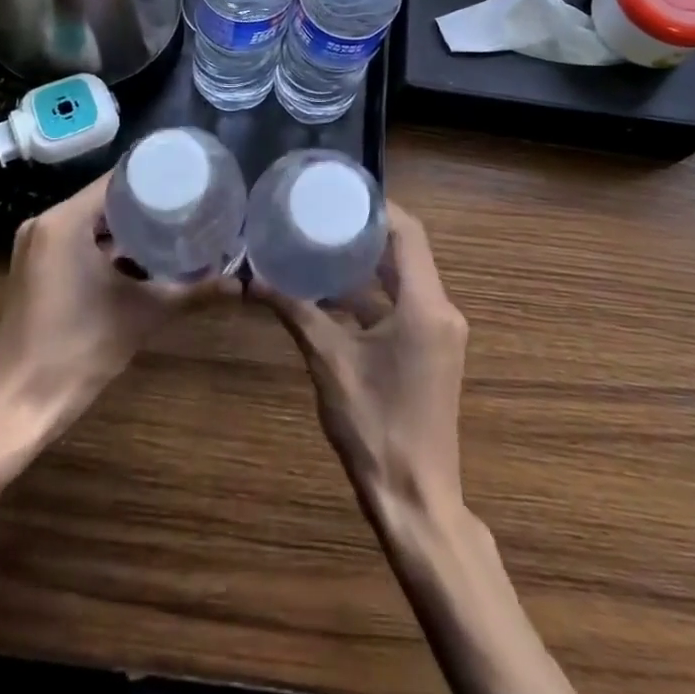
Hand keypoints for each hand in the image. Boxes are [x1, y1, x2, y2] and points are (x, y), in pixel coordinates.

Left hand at [0, 174, 227, 430]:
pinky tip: (141, 258)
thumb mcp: (142, 315)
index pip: (115, 181)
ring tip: (172, 226)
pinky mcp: (34, 270)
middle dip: (145, 203)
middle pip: (104, 200)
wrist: (18, 407)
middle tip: (188, 203)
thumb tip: (239, 284)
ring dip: (126, 227)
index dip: (153, 177)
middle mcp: (44, 224)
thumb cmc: (78, 350)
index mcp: (64, 221)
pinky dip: (105, 247)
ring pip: (90, 223)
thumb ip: (191, 292)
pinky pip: (76, 242)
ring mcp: (35, 247)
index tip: (188, 178)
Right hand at [251, 206, 468, 518]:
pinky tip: (333, 295)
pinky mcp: (433, 352)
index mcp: (425, 304)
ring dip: (368, 265)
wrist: (415, 501)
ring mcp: (440, 333)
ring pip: (405, 280)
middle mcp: (441, 310)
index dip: (378, 207)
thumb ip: (296, 312)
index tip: (342, 192)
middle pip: (407, 252)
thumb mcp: (328, 361)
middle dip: (367, 232)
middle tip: (324, 214)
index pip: (408, 233)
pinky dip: (374, 296)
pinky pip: (405, 306)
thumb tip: (254, 280)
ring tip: (323, 245)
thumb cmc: (374, 426)